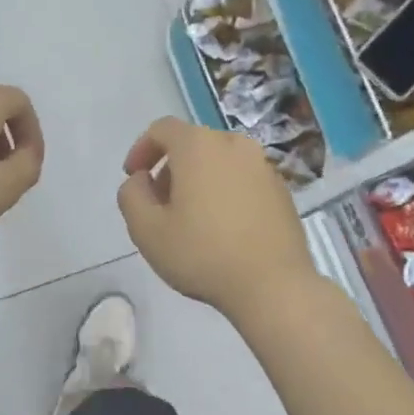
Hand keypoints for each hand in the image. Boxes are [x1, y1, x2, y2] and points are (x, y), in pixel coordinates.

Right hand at [116, 117, 313, 317]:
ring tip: (190, 218)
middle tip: (159, 204)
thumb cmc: (202, 254)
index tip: (134, 178)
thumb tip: (141, 180)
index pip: (163, 129)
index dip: (142, 149)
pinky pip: (242, 179)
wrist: (273, 285)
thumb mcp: (146, 230)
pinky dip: (225, 191)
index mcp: (199, 146)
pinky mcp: (282, 190)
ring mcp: (263, 166)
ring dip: (198, 180)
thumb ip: (131, 196)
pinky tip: (222, 228)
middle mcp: (234, 145)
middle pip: (193, 144)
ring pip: (220, 161)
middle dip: (170, 168)